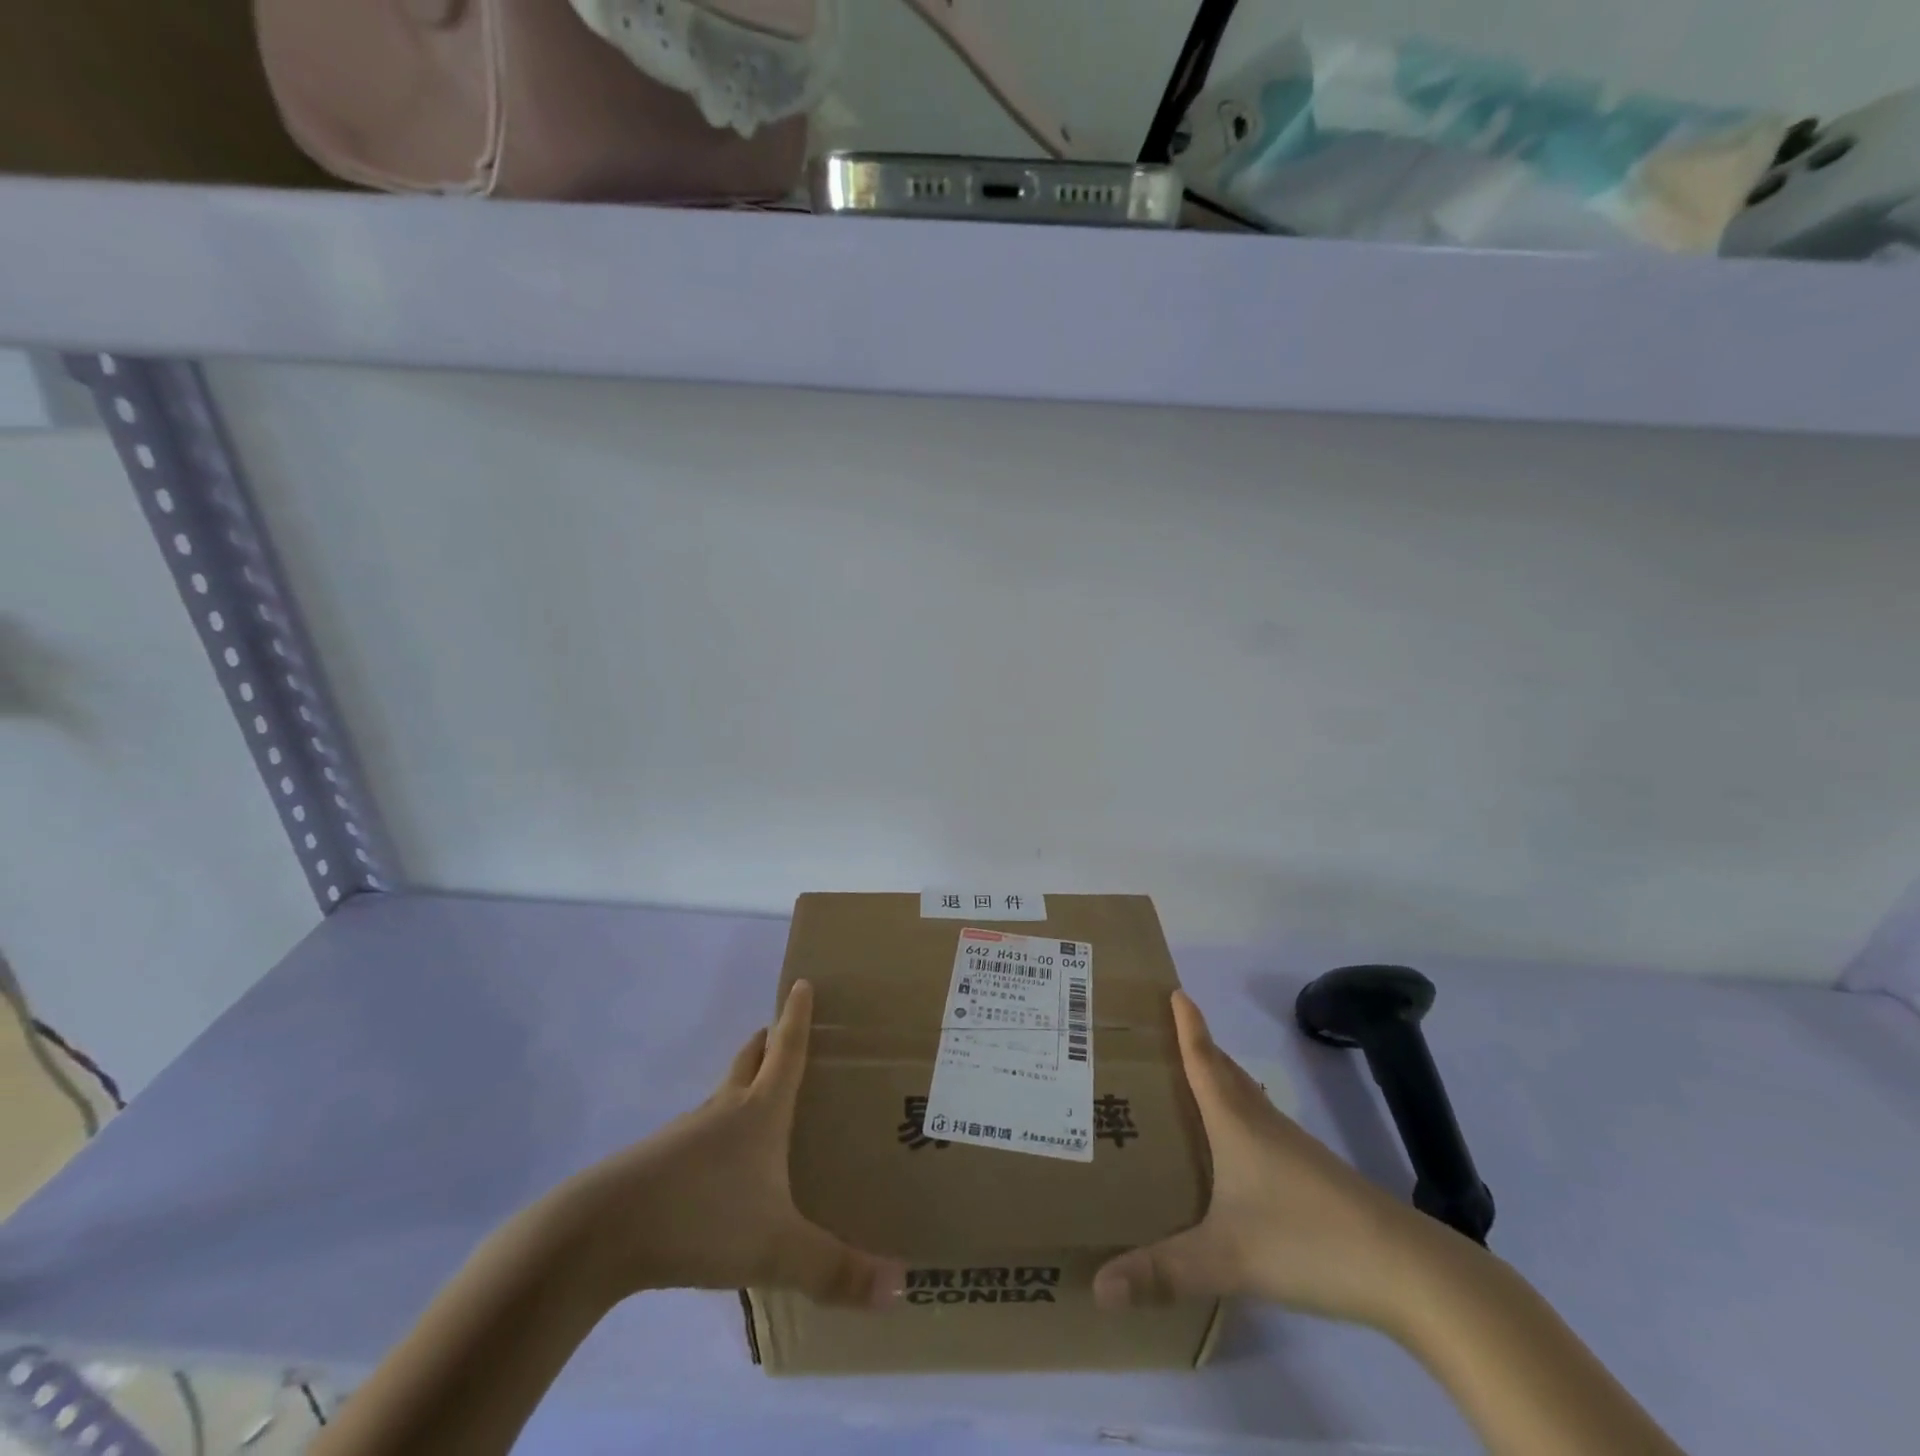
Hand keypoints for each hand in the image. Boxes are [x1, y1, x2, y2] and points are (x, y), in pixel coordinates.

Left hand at [549, 980, 904, 1309]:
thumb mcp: (776, 1248)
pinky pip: (697, 1136)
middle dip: (765, 1043)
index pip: (786, 1051)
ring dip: (739, 1087)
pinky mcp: (657, 1165)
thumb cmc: (701, 1217)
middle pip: (747, 1062)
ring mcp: (685, 1136)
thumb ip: (836, 1270)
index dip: (797, 1017)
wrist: (601, 1234)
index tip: (801, 982)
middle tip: (778, 1032)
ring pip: (720, 1098)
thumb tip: (902, 1285)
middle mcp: (724, 1112)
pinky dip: (715, 1133)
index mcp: (758, 1112)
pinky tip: (718, 1170)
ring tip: (756, 1102)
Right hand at [1093, 990, 1438, 1330]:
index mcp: (1235, 1122)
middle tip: (1163, 1035)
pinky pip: (1262, 1125)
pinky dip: (1238, 1116)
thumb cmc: (1306, 1240)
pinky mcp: (1312, 1173)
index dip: (1187, 1025)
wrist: (1406, 1269)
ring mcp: (1292, 1146)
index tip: (1174, 990)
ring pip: (1246, 1097)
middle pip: (1224, 1070)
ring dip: (1218, 1080)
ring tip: (1189, 1084)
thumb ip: (1161, 1272)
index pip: (1202, 1060)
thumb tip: (1098, 1289)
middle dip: (1196, 1046)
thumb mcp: (1226, 1259)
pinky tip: (1235, 1147)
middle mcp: (1261, 1122)